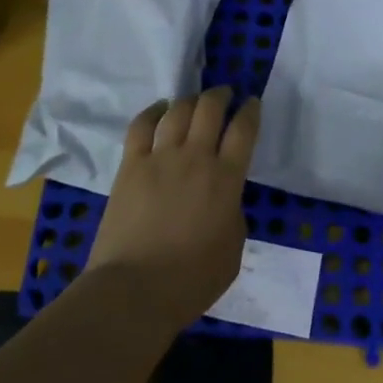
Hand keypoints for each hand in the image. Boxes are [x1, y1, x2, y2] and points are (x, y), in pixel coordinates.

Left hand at [85, 86, 261, 331]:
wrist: (135, 289)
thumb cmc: (192, 279)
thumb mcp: (233, 249)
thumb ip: (233, 213)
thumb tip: (224, 198)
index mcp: (226, 179)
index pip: (244, 130)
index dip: (250, 111)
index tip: (252, 102)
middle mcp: (195, 158)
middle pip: (210, 109)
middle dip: (221, 95)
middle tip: (225, 94)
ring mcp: (159, 158)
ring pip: (178, 111)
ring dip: (190, 100)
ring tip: (195, 100)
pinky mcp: (130, 165)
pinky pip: (141, 126)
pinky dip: (152, 112)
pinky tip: (159, 109)